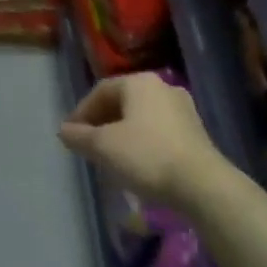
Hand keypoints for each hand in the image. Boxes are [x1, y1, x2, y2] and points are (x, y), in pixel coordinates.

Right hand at [58, 72, 223, 206]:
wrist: (202, 184)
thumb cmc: (147, 156)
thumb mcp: (104, 147)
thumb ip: (80, 136)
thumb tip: (64, 130)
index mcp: (139, 82)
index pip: (101, 90)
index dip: (81, 112)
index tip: (71, 135)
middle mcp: (162, 87)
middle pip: (122, 101)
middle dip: (102, 122)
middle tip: (88, 144)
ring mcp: (182, 108)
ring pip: (141, 116)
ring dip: (122, 132)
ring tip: (110, 155)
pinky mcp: (195, 131)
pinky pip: (158, 129)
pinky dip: (142, 141)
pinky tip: (137, 162)